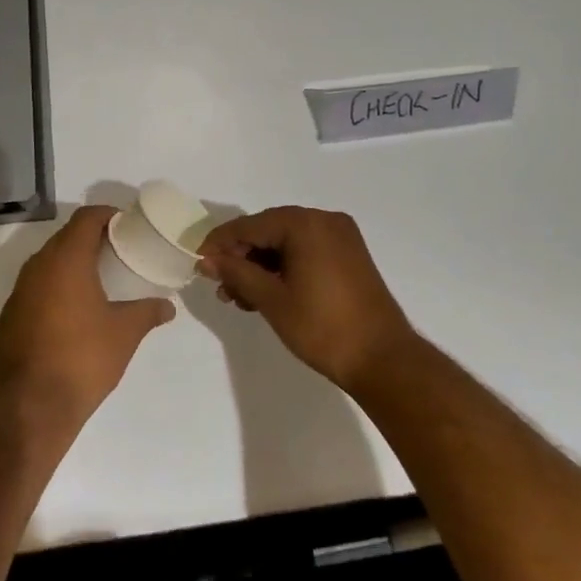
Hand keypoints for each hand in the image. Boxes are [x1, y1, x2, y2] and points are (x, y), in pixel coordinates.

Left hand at [0, 205, 175, 433]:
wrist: (29, 407)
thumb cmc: (82, 359)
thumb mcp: (124, 333)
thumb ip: (147, 312)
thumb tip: (168, 306)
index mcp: (66, 259)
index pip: (86, 218)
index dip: (107, 215)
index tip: (126, 225)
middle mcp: (38, 266)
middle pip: (65, 236)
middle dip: (90, 238)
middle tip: (117, 250)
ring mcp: (19, 291)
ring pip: (48, 262)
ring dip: (71, 262)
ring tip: (98, 278)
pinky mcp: (9, 316)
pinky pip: (35, 287)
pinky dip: (55, 286)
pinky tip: (72, 309)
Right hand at [198, 207, 415, 392]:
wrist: (383, 360)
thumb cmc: (322, 327)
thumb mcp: (272, 299)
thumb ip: (237, 273)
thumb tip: (207, 260)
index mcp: (306, 223)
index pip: (251, 225)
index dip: (221, 243)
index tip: (198, 262)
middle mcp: (324, 220)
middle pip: (269, 231)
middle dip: (241, 257)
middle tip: (219, 286)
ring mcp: (341, 238)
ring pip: (287, 243)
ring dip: (261, 266)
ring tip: (239, 298)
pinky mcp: (349, 256)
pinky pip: (306, 252)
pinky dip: (284, 269)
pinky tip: (265, 293)